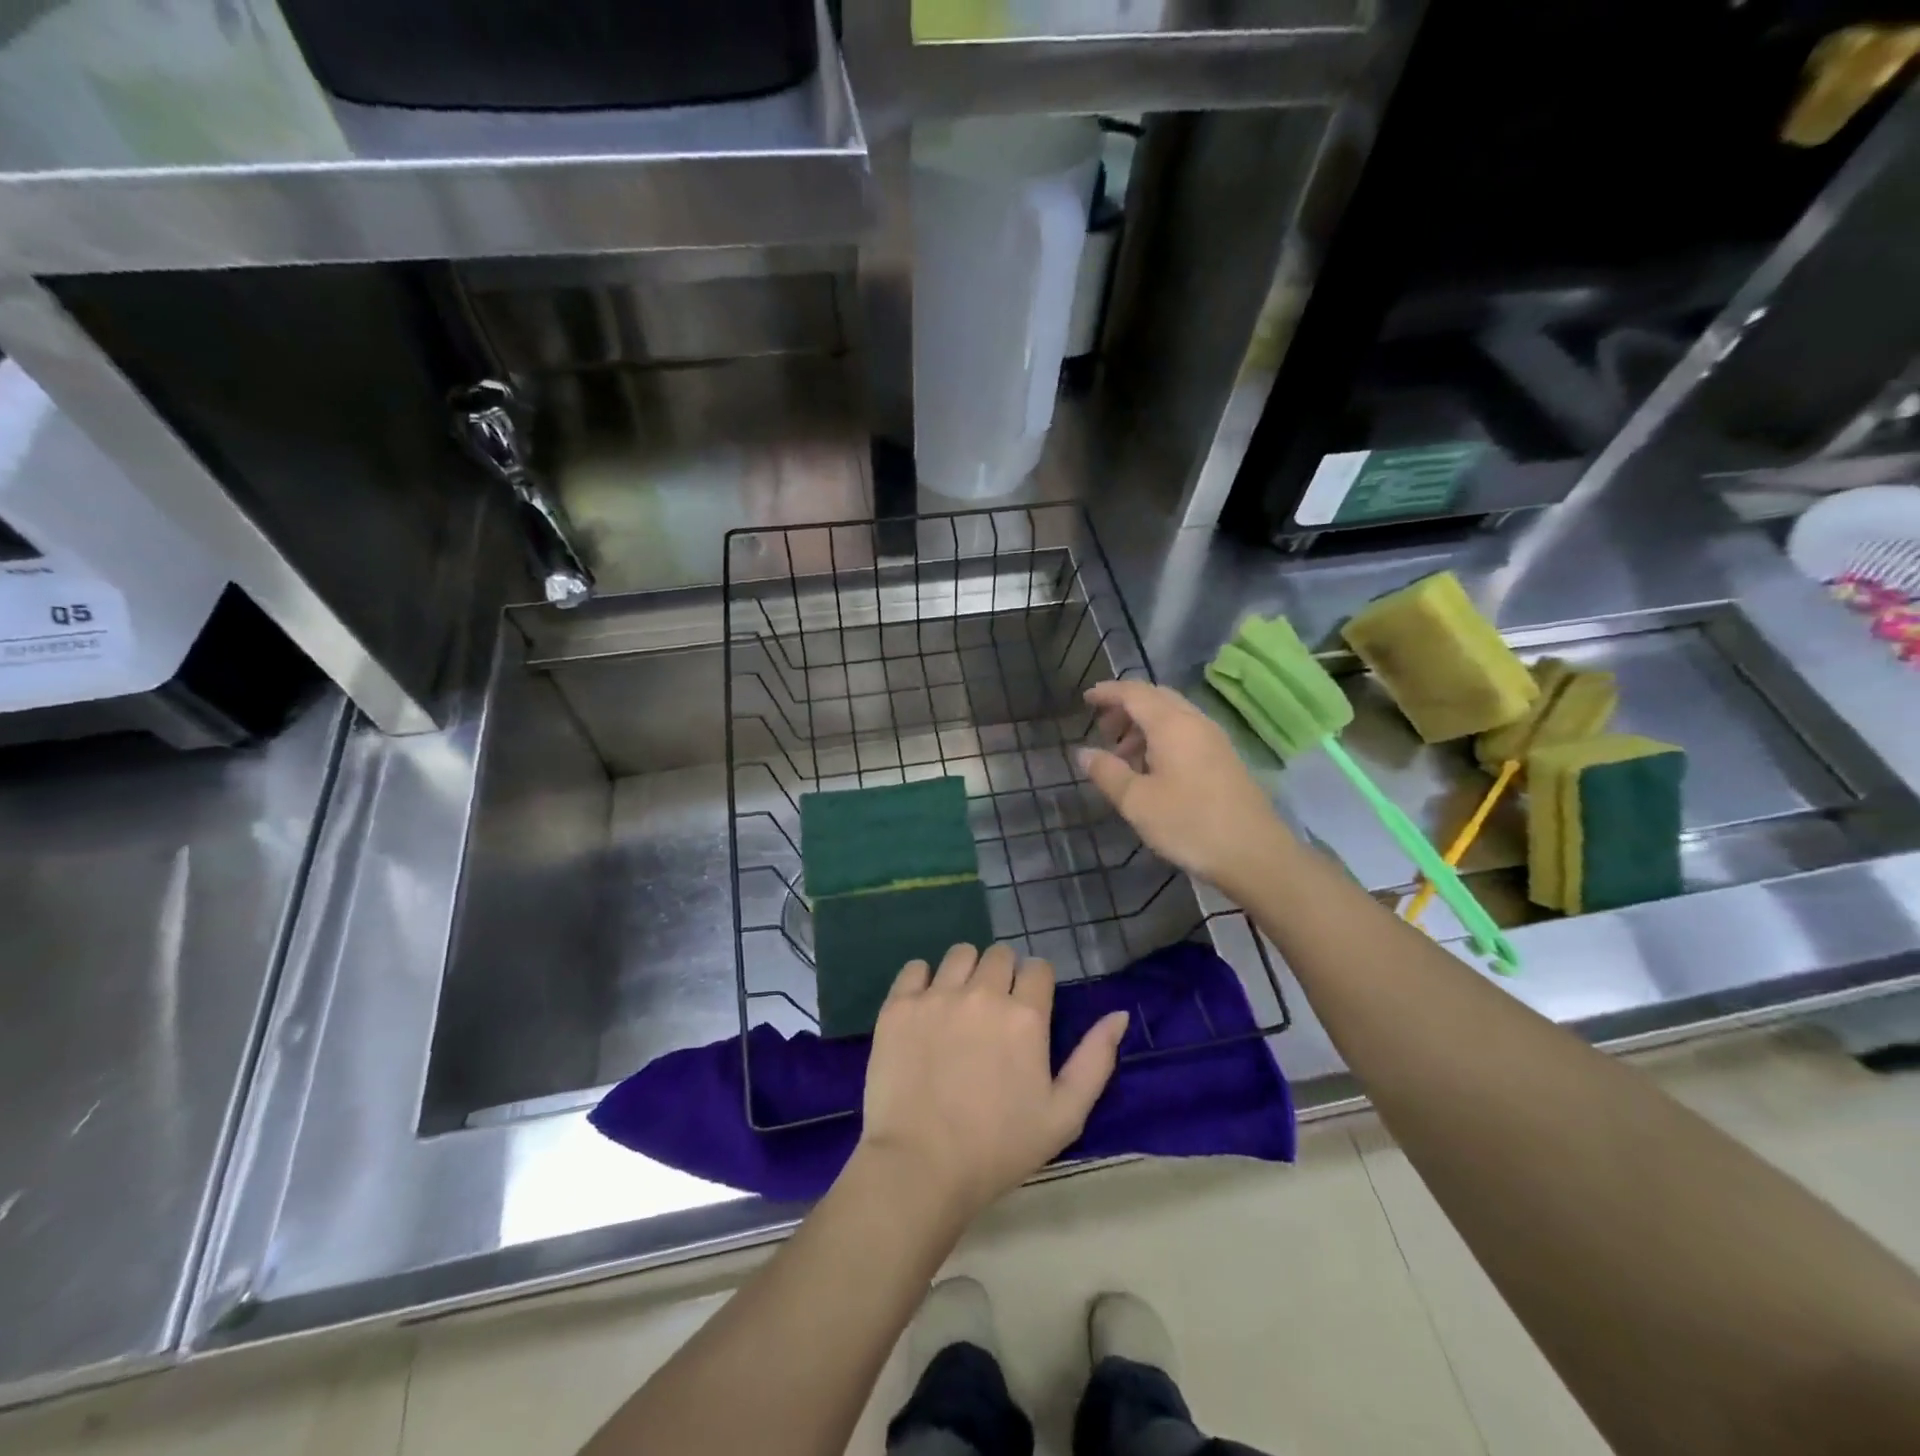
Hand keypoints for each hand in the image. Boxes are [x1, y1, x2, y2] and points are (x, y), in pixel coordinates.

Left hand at [858, 943, 1129, 1220]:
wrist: (920, 1167)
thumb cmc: (999, 1148)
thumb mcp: (1064, 1116)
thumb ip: (1095, 1060)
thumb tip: (1118, 1014)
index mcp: (1025, 1016)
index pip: (1038, 968)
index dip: (1036, 986)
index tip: (1028, 1010)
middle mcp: (983, 993)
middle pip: (1000, 955)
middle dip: (1003, 975)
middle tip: (994, 1012)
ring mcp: (937, 996)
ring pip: (960, 954)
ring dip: (966, 972)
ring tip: (959, 1006)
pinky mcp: (899, 1005)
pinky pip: (915, 968)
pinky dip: (923, 980)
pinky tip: (925, 1008)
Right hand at [1078, 679, 1294, 897]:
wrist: (1254, 853)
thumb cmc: (1189, 824)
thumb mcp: (1137, 802)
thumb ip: (1107, 772)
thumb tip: (1083, 752)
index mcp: (1171, 724)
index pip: (1134, 693)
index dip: (1108, 692)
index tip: (1085, 699)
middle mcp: (1195, 722)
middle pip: (1155, 698)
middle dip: (1125, 707)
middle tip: (1103, 730)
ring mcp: (1214, 739)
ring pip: (1172, 716)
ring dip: (1143, 726)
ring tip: (1123, 756)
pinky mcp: (1224, 758)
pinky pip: (1186, 732)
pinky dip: (1162, 738)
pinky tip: (1152, 770)